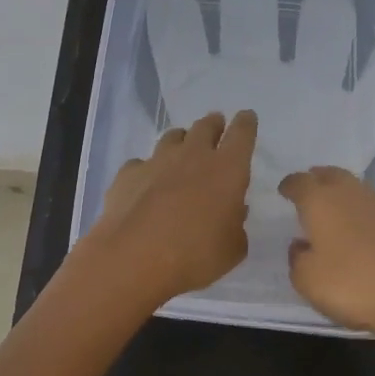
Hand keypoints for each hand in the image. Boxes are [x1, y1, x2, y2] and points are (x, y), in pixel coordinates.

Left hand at [90, 110, 256, 304]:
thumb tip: (233, 211)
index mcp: (227, 169)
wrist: (133, 258)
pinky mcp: (128, 174)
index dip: (246, 123)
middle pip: (205, 126)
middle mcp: (193, 155)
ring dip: (181, 141)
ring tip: (181, 151)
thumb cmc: (195, 255)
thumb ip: (236, 226)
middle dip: (213, 124)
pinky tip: (145, 184)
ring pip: (172, 137)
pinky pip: (141, 163)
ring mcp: (157, 161)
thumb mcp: (232, 249)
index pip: (242, 133)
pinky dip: (147, 170)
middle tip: (216, 127)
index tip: (246, 117)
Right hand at [279, 166, 374, 346]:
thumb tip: (301, 245)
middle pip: (330, 175)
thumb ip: (297, 259)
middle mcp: (349, 194)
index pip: (299, 182)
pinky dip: (359, 213)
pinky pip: (371, 208)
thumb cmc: (353, 283)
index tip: (283, 190)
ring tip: (331, 209)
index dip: (289, 185)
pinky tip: (357, 231)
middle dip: (317, 179)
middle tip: (308, 189)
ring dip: (340, 193)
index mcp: (320, 200)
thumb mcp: (308, 280)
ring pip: (353, 188)